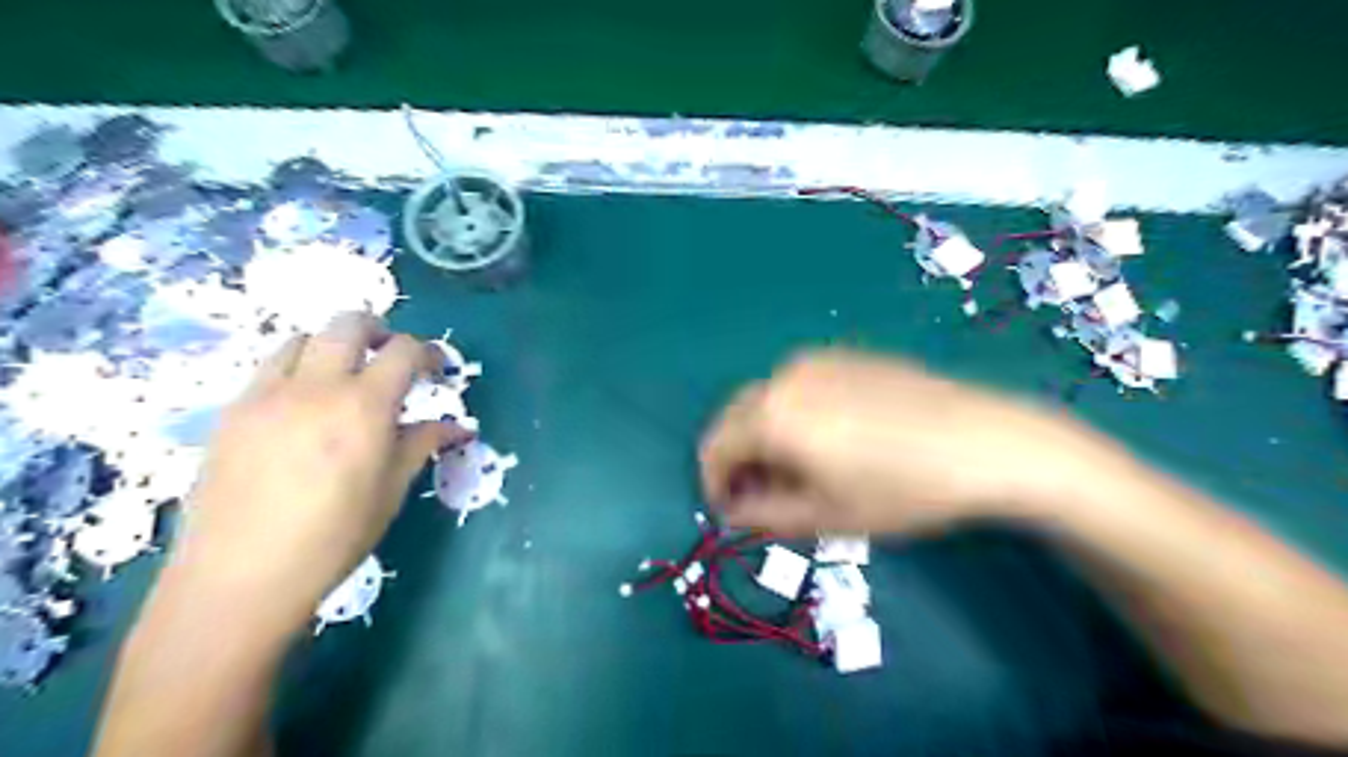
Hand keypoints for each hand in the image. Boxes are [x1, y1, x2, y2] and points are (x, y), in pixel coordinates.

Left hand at [162, 313, 468, 638]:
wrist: (241, 576)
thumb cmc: (334, 536)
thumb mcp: (391, 489)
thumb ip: (423, 443)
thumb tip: (460, 427)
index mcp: (364, 405)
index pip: (404, 351)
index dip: (428, 352)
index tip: (437, 368)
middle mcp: (315, 386)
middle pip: (348, 324)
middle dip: (378, 331)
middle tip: (391, 356)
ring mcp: (266, 394)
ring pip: (302, 338)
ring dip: (332, 345)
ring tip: (344, 376)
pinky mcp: (232, 411)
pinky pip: (268, 368)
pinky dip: (296, 368)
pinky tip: (303, 405)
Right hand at [694, 350, 1115, 535]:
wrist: (986, 442)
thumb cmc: (901, 488)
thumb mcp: (826, 516)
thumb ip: (762, 516)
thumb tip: (731, 511)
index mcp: (771, 414)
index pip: (715, 448)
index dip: (714, 485)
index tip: (731, 513)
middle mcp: (784, 376)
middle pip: (736, 419)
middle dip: (739, 460)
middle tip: (763, 497)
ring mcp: (817, 359)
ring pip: (767, 401)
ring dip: (765, 437)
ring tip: (801, 471)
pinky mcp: (847, 355)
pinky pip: (799, 387)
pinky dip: (794, 415)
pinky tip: (832, 439)